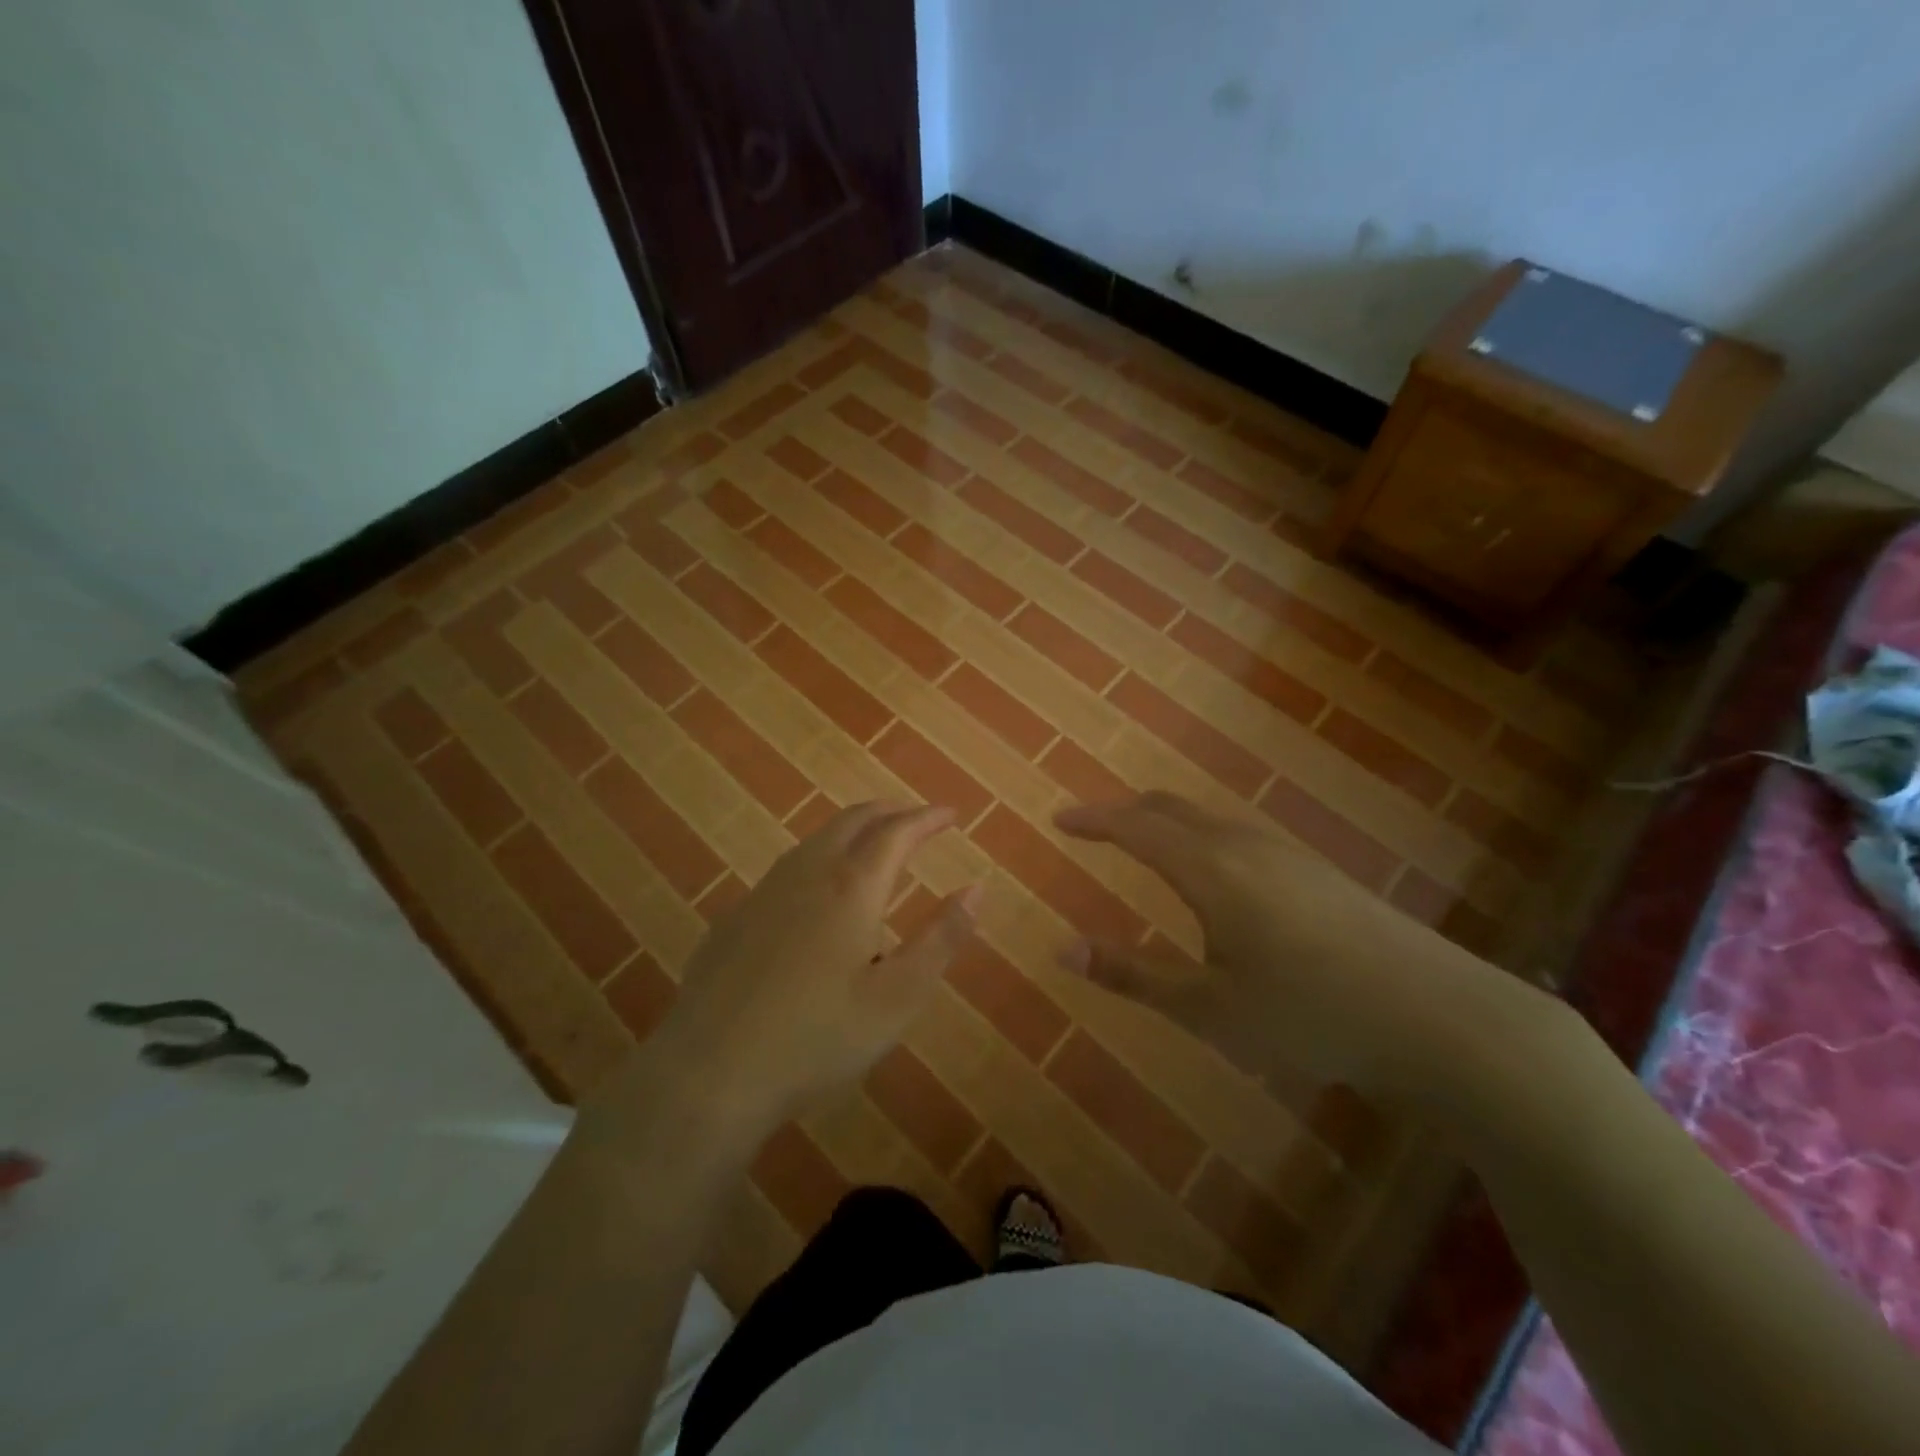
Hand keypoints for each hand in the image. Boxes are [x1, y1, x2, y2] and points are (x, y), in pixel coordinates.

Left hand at [617, 801, 978, 1137]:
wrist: (711, 1072)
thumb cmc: (818, 1038)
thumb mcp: (898, 997)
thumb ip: (941, 939)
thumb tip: (976, 889)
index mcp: (851, 887)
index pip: (897, 832)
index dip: (927, 818)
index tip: (951, 814)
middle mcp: (807, 874)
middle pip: (853, 820)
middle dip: (890, 812)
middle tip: (916, 818)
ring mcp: (764, 892)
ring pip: (816, 839)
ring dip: (852, 830)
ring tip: (874, 844)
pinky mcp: (735, 917)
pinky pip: (788, 868)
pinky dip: (820, 858)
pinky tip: (817, 892)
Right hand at [1055, 791, 1535, 1101]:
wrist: (1440, 1016)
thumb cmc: (1309, 1013)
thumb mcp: (1208, 1007)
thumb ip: (1132, 974)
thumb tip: (1063, 949)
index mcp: (1209, 868)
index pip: (1135, 827)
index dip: (1093, 819)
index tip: (1059, 819)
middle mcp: (1244, 844)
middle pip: (1171, 808)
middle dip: (1126, 812)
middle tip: (1094, 826)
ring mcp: (1286, 853)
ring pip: (1208, 819)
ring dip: (1165, 823)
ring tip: (1143, 845)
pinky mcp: (1316, 871)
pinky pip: (1237, 835)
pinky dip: (1200, 837)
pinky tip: (1213, 875)